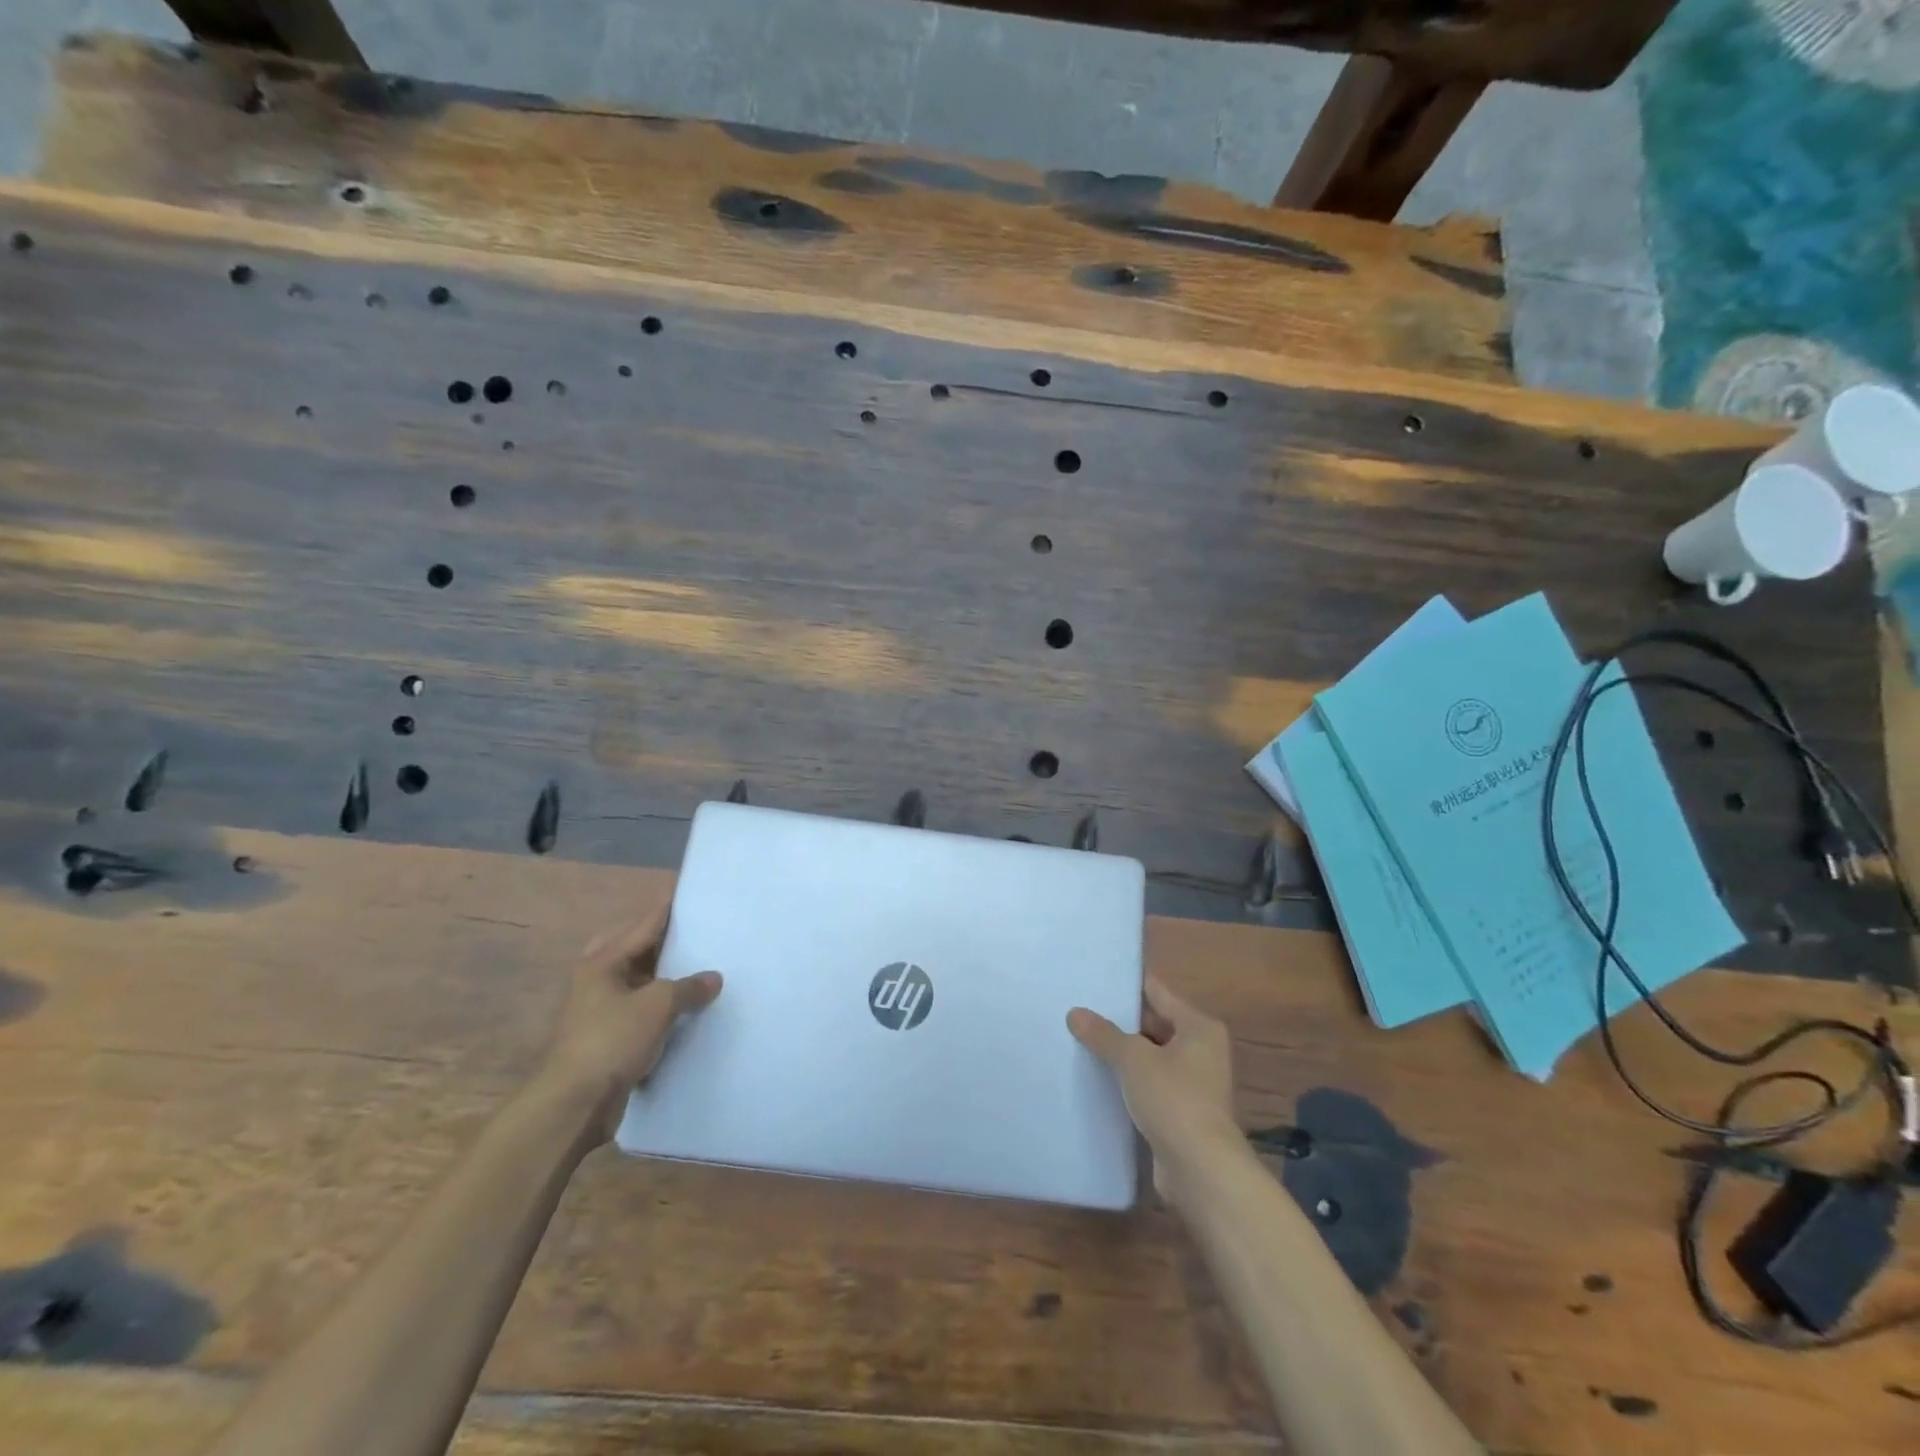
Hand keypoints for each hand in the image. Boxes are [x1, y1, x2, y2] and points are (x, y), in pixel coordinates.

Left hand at [537, 903, 722, 1143]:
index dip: (669, 908)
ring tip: (701, 969)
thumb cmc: (611, 1040)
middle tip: (698, 934)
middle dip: (665, 942)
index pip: (644, 924)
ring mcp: (599, 1010)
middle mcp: (597, 979)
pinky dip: (661, 1007)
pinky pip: (640, 1010)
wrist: (573, 1104)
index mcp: (602, 961)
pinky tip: (687, 1009)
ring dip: (665, 977)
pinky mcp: (607, 1038)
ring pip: (639, 981)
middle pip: (636, 948)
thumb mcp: (658, 1005)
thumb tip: (713, 978)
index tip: (692, 892)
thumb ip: (689, 986)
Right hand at [1068, 976, 1239, 1202]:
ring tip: (1082, 1040)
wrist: (1201, 1170)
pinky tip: (1098, 1078)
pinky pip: (1150, 1085)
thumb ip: (1104, 1034)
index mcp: (1198, 1027)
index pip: (1158, 993)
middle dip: (1121, 1021)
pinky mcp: (1182, 1112)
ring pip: (1151, 1057)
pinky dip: (1129, 1081)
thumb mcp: (1133, 1059)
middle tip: (1081, 1009)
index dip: (1128, 985)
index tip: (1097, 977)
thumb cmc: (1174, 1099)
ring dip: (1124, 1054)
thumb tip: (1075, 1013)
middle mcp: (1202, 1050)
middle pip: (1155, 1024)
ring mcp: (1194, 1083)